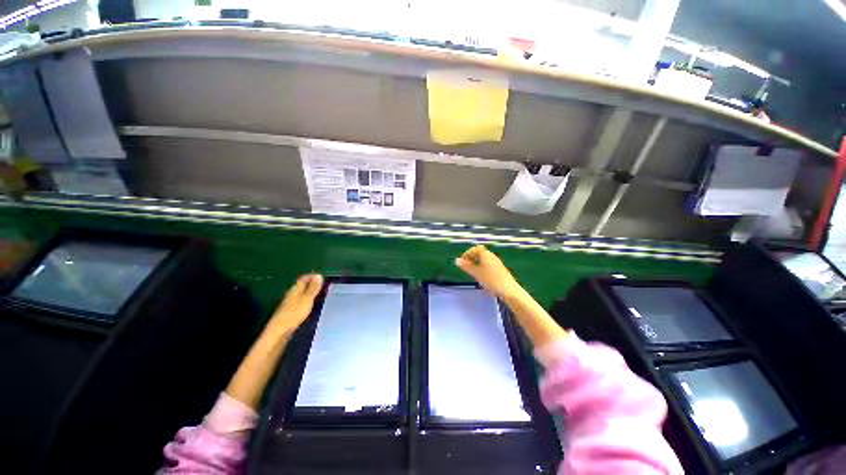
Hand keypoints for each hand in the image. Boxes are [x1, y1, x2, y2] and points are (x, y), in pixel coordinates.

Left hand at [267, 273, 323, 334]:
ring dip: (310, 292)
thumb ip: (313, 288)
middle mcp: (291, 294)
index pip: (304, 278)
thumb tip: (318, 274)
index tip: (323, 276)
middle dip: (312, 283)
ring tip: (320, 293)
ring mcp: (290, 303)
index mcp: (295, 289)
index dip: (313, 276)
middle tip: (324, 284)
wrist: (279, 331)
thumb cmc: (294, 313)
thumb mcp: (307, 299)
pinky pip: (301, 301)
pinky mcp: (290, 311)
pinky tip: (311, 303)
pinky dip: (307, 299)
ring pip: (301, 293)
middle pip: (302, 285)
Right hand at [455, 245, 519, 298]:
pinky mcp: (501, 271)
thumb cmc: (491, 280)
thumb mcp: (476, 273)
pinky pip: (489, 265)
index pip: (476, 249)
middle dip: (472, 258)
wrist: (509, 291)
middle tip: (466, 266)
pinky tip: (482, 277)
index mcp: (486, 255)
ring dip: (477, 263)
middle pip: (481, 253)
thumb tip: (457, 260)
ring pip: (485, 260)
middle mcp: (492, 257)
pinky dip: (483, 268)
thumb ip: (467, 266)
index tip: (463, 261)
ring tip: (473, 272)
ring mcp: (498, 264)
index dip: (468, 253)